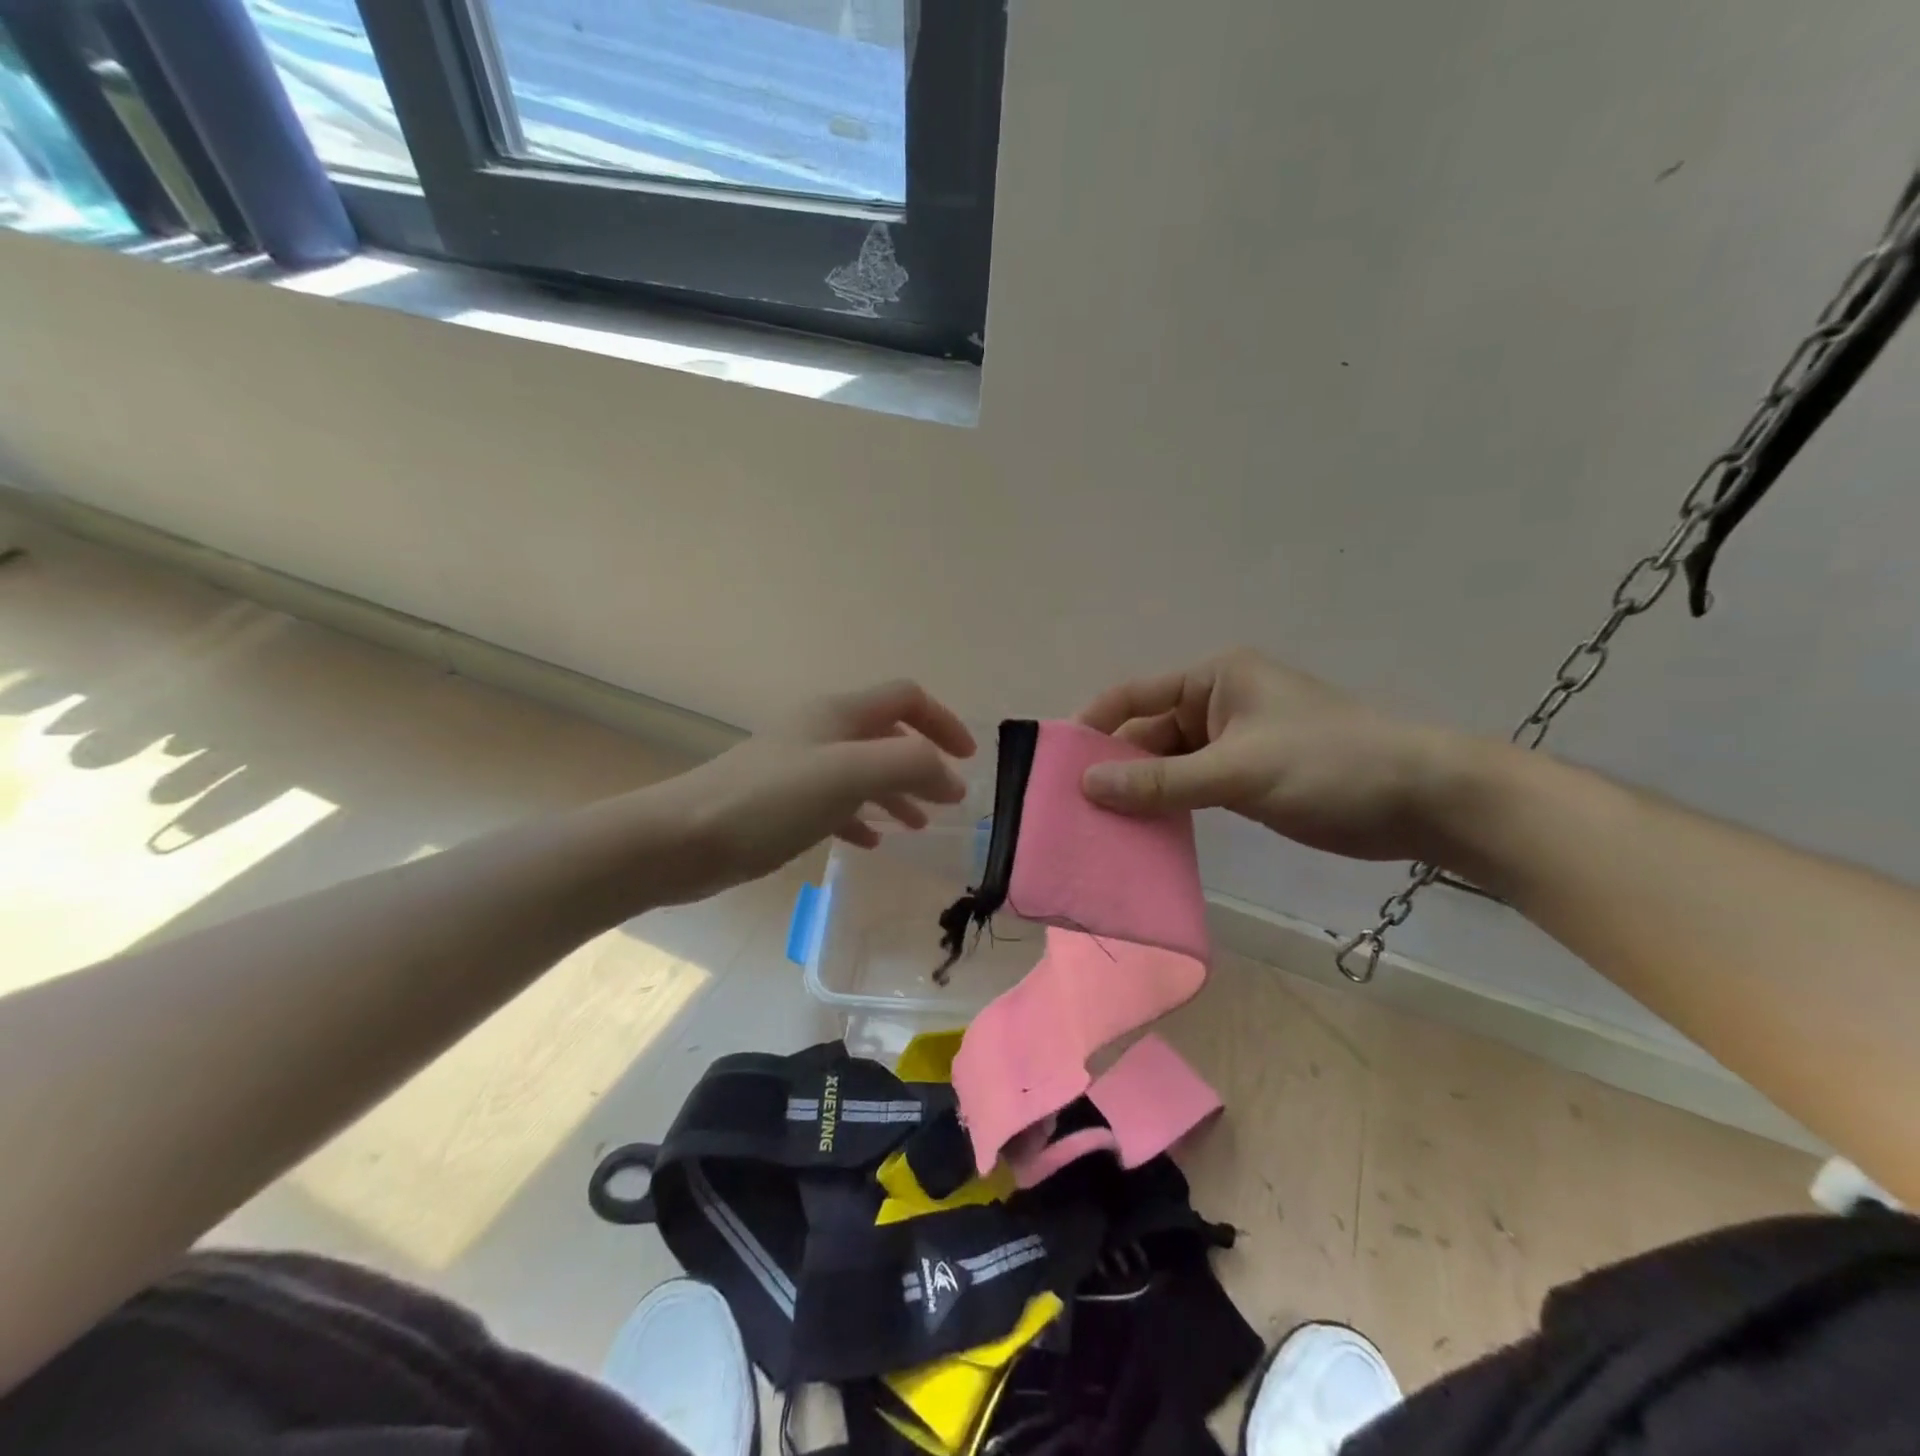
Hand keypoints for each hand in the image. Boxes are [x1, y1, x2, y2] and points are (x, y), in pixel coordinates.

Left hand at [645, 679, 975, 903]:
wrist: (682, 839)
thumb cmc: (771, 801)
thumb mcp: (851, 774)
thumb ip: (911, 765)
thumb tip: (954, 780)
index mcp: (840, 714)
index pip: (907, 697)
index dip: (943, 721)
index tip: (968, 760)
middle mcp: (821, 731)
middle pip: (887, 734)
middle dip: (922, 762)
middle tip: (946, 800)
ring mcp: (798, 766)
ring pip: (862, 770)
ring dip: (895, 792)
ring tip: (917, 826)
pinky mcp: (780, 802)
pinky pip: (835, 801)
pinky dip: (861, 816)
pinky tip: (869, 841)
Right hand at [1076, 648, 1471, 861]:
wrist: (1425, 799)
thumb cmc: (1330, 765)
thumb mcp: (1238, 770)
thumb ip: (1161, 780)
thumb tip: (1087, 785)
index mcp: (1214, 679)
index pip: (1135, 696)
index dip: (1094, 726)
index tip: (1057, 764)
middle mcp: (1217, 703)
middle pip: (1148, 734)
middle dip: (1115, 768)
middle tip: (1074, 811)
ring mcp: (1233, 743)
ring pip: (1169, 765)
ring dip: (1141, 792)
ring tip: (1100, 828)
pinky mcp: (1248, 778)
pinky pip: (1193, 787)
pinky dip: (1169, 806)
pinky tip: (1144, 834)